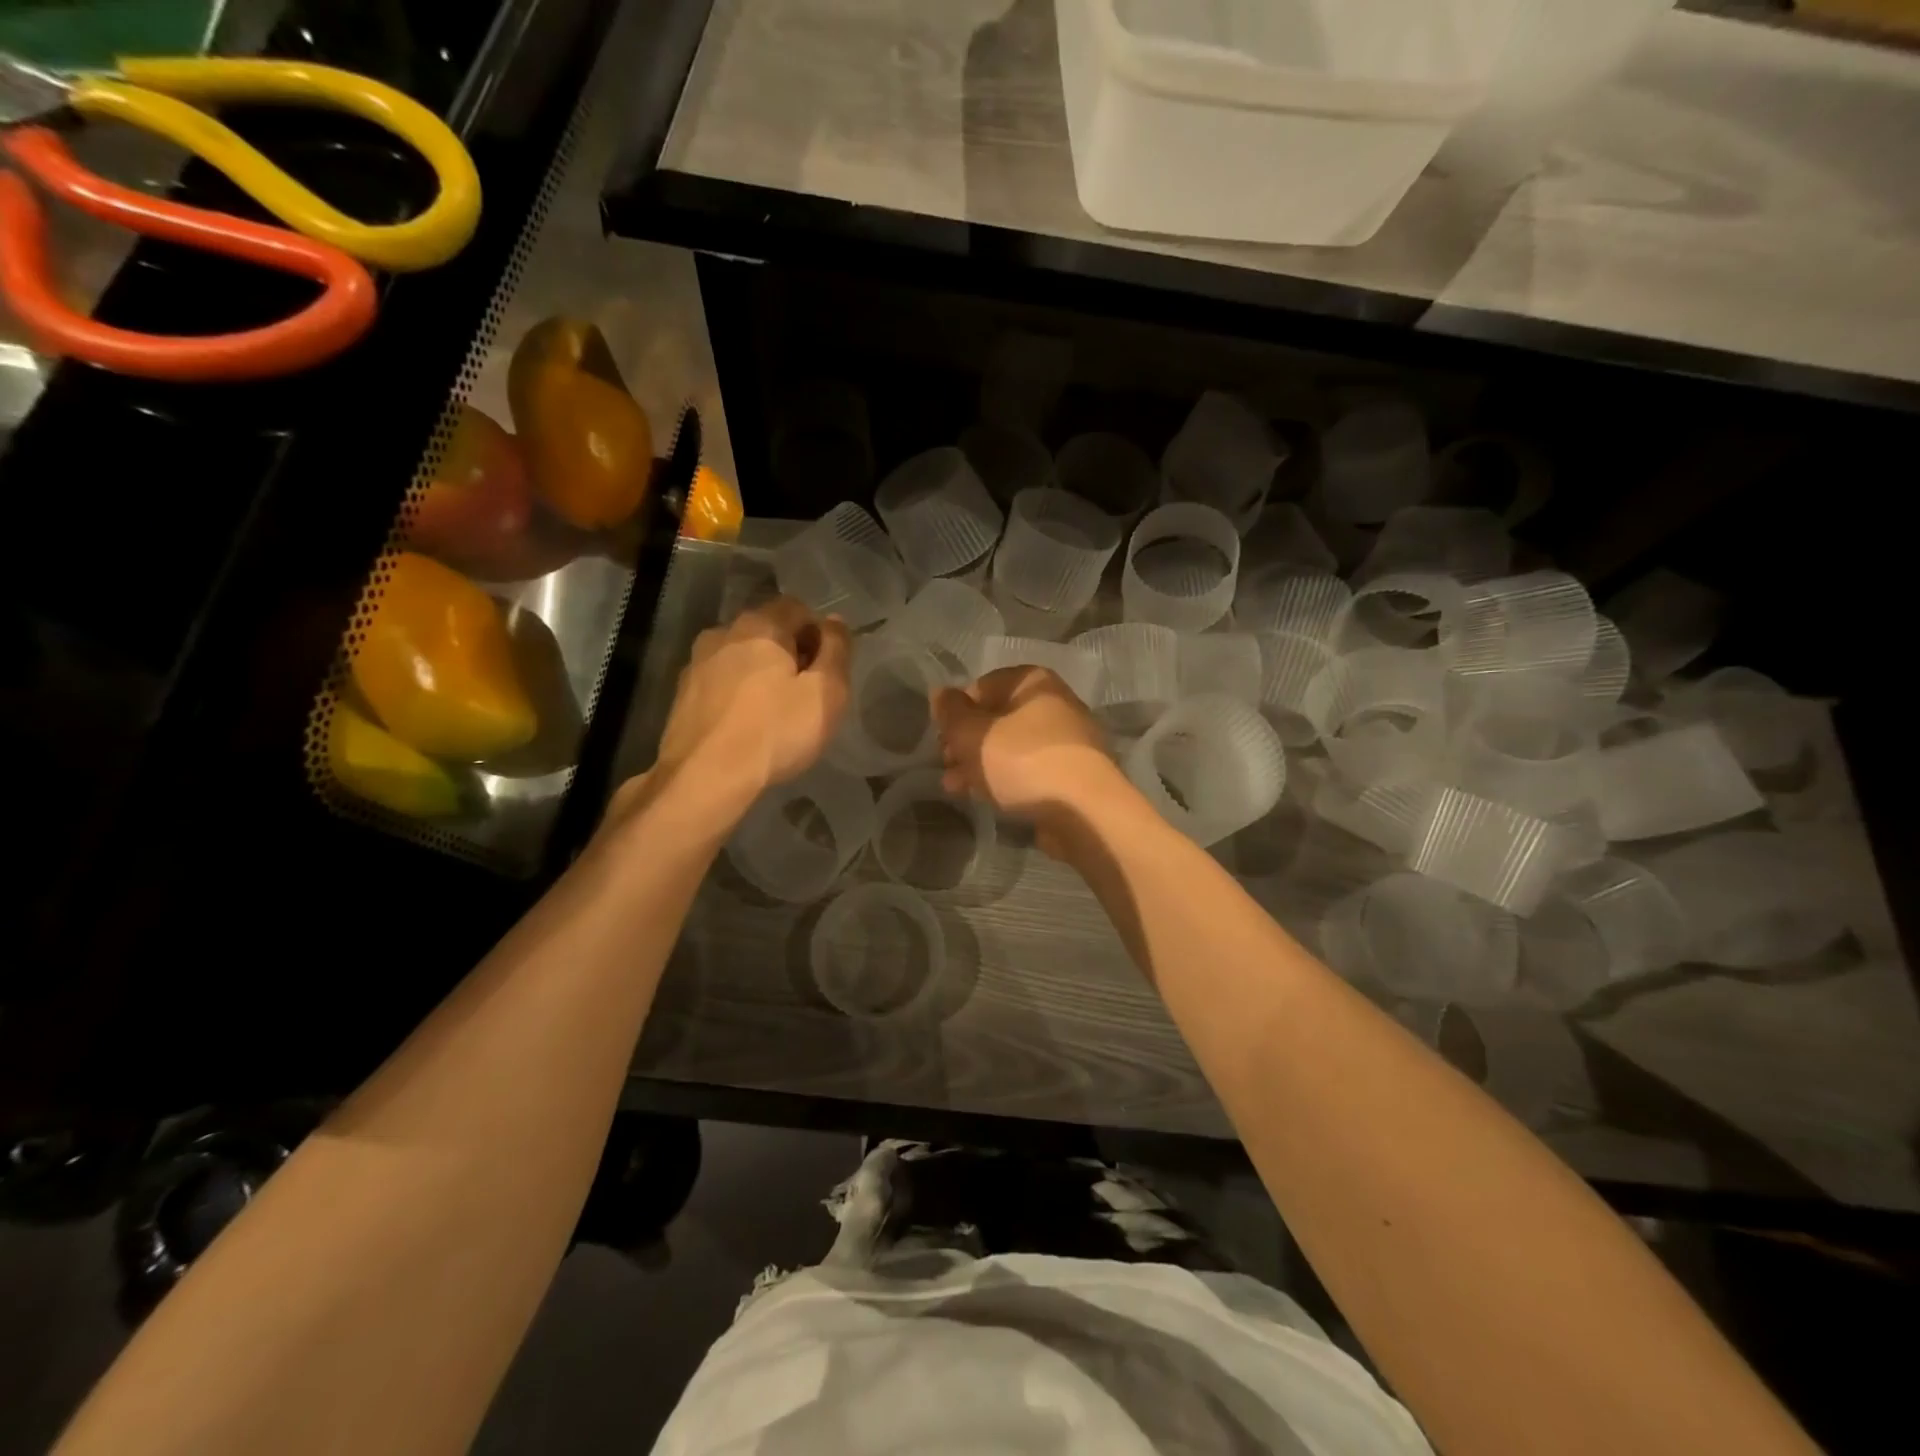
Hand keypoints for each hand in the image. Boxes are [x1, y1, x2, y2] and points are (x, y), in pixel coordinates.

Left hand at [632, 598, 851, 822]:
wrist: (705, 777)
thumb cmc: (776, 732)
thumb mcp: (827, 693)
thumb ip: (837, 650)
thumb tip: (835, 622)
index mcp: (761, 625)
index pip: (797, 607)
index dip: (818, 632)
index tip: (827, 668)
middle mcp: (724, 632)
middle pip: (767, 629)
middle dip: (789, 652)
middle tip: (806, 692)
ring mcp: (697, 662)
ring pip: (740, 656)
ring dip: (760, 672)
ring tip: (774, 710)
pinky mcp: (682, 694)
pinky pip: (720, 681)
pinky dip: (737, 692)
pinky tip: (745, 724)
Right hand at [931, 667, 1131, 857]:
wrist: (1083, 811)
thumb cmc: (1022, 761)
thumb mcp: (973, 734)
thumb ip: (951, 712)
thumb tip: (939, 693)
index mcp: (1033, 682)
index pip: (982, 686)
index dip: (956, 712)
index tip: (942, 738)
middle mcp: (1054, 703)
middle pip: (997, 718)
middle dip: (965, 742)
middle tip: (945, 765)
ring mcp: (1066, 740)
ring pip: (1011, 747)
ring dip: (979, 764)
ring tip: (954, 788)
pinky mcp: (1071, 774)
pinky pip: (1028, 770)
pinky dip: (1004, 779)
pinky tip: (984, 798)